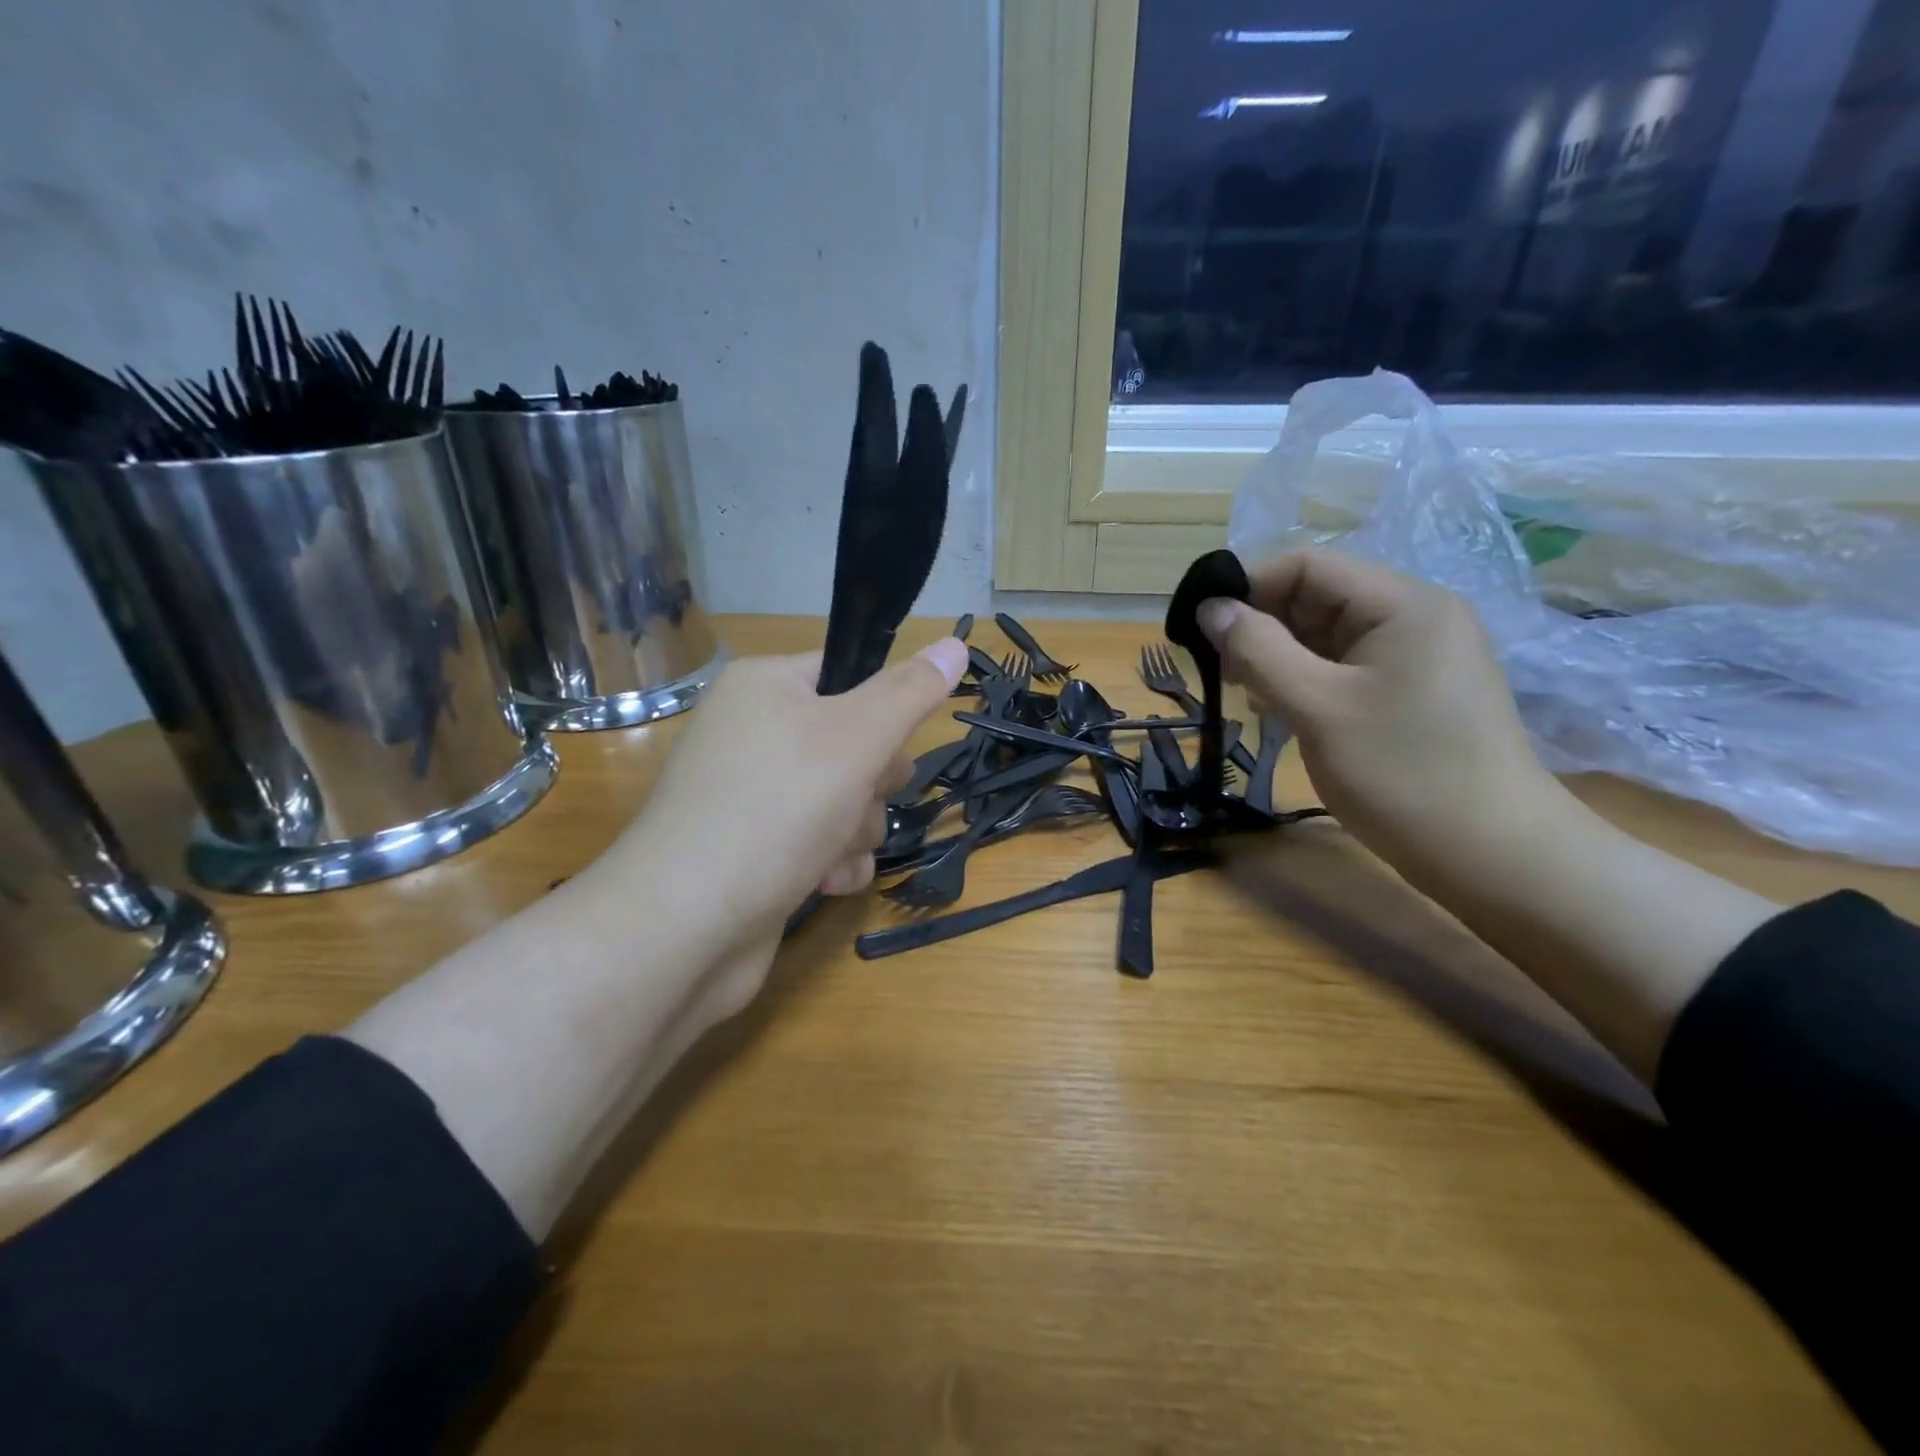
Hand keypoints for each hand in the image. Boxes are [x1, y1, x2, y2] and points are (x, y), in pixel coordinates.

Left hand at [602, 640, 969, 950]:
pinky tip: (822, 882)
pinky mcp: (756, 849)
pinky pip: (820, 841)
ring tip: (829, 852)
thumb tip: (955, 644)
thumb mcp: (855, 739)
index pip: (848, 674)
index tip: (888, 747)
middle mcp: (753, 733)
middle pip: (854, 742)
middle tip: (857, 800)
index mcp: (765, 687)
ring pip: (845, 798)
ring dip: (855, 831)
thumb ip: (910, 693)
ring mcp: (752, 795)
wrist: (685, 928)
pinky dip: (832, 862)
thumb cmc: (775, 810)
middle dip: (871, 784)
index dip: (881, 712)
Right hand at [1199, 550, 1569, 881]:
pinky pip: (1344, 666)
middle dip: (1262, 626)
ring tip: (1248, 696)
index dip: (1249, 586)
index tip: (1201, 627)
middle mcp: (1414, 616)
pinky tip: (1280, 709)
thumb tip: (1209, 608)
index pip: (1309, 566)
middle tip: (1221, 670)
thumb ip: (1258, 650)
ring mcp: (1417, 655)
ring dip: (1279, 657)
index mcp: (1402, 604)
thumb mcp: (1318, 707)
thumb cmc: (1402, 774)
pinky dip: (1305, 679)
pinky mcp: (1412, 690)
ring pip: (1326, 635)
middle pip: (1318, 597)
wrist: (1491, 855)